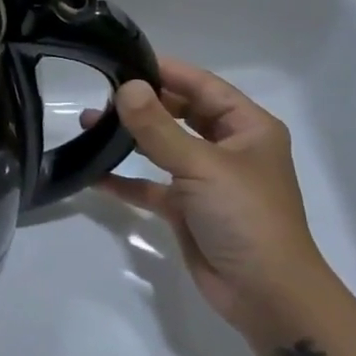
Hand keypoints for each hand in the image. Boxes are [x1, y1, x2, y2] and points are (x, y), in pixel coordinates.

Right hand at [86, 58, 331, 340]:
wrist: (266, 296)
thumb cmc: (245, 218)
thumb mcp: (201, 165)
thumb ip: (158, 126)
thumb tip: (125, 87)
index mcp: (247, 128)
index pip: (202, 86)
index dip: (166, 71)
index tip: (123, 60)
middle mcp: (228, 148)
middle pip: (181, 112)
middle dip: (142, 103)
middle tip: (100, 93)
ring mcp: (206, 180)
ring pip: (162, 147)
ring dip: (129, 137)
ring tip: (89, 123)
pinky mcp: (187, 209)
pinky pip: (150, 185)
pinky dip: (125, 179)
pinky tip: (94, 173)